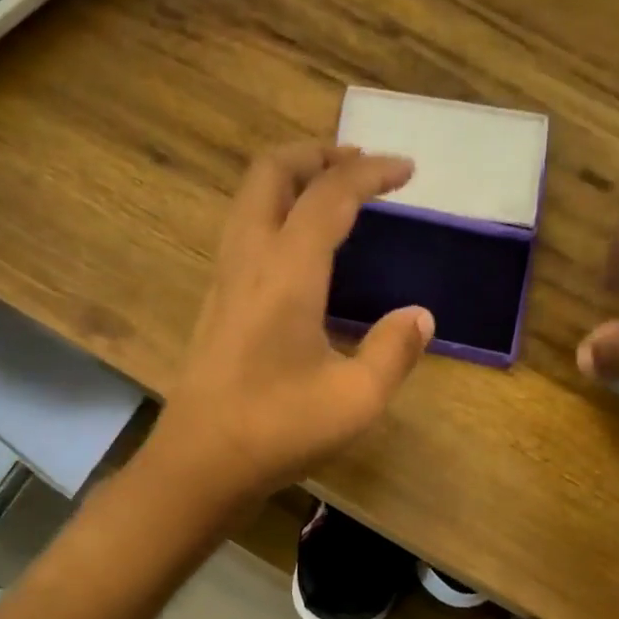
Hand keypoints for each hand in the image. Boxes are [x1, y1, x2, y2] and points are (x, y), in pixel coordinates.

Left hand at [149, 143, 434, 504]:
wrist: (199, 464)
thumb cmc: (277, 430)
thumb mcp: (355, 400)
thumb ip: (393, 352)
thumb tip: (419, 317)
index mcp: (286, 272)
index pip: (329, 194)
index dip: (370, 172)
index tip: (407, 170)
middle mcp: (247, 260)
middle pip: (271, 172)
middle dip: (318, 154)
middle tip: (359, 167)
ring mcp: (223, 281)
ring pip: (249, 200)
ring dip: (291, 181)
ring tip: (332, 197)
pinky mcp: (214, 306)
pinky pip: (243, 232)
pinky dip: (276, 215)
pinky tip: (301, 253)